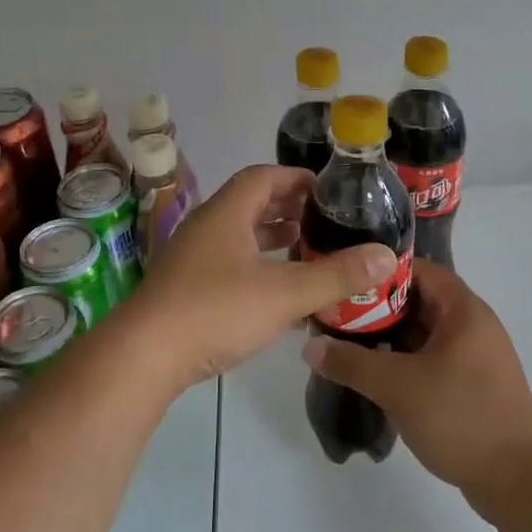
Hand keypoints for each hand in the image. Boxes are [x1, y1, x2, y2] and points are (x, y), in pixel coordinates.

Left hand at [125, 166, 394, 389]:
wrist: (144, 356)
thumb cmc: (216, 310)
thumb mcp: (285, 293)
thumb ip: (337, 275)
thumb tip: (387, 256)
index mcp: (227, 212)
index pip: (264, 176)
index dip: (297, 178)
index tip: (328, 191)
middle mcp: (207, 226)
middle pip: (251, 203)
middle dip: (288, 209)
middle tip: (325, 221)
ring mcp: (192, 258)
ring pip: (239, 235)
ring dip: (271, 238)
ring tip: (306, 250)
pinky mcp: (185, 288)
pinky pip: (229, 263)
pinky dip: (256, 267)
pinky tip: (277, 292)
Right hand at [302, 262, 531, 516]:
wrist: (521, 482)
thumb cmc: (462, 416)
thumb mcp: (398, 386)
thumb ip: (352, 363)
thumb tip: (311, 347)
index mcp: (463, 310)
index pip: (418, 270)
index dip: (380, 271)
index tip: (344, 279)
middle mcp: (472, 325)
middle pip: (418, 301)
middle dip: (377, 307)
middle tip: (336, 315)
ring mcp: (474, 358)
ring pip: (423, 334)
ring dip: (388, 338)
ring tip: (346, 345)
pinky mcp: (472, 387)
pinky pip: (431, 361)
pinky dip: (404, 363)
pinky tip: (374, 378)